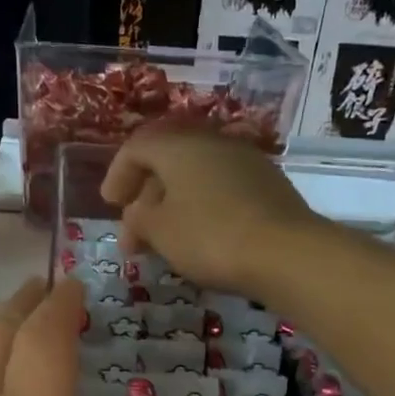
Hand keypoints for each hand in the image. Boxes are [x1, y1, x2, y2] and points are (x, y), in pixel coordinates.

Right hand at [100, 129, 322, 295]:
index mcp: (180, 146)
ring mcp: (246, 162)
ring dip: (174, 206)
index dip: (117, 174)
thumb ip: (138, 218)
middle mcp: (213, 143)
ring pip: (197, 177)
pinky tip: (200, 239)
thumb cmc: (210, 237)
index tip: (109, 205)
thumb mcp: (160, 231)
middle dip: (146, 197)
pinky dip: (202, 209)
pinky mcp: (268, 186)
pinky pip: (222, 190)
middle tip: (134, 235)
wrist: (286, 253)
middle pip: (168, 161)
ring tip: (165, 242)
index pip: (137, 147)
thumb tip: (137, 213)